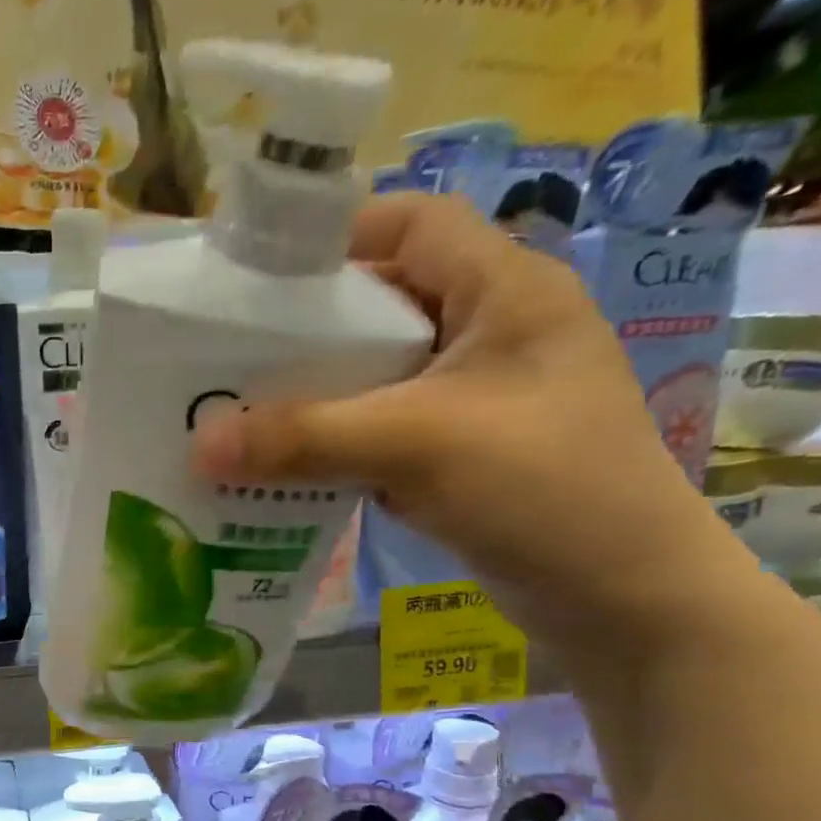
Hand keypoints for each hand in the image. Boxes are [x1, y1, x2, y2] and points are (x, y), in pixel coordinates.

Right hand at [190, 193, 756, 654]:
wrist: (622, 596)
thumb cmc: (542, 488)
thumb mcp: (416, 446)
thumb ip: (304, 438)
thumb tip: (198, 445)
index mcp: (504, 290)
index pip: (411, 225)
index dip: (336, 240)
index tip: (256, 284)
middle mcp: (490, 331)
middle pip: (381, 306)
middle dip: (304, 335)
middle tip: (227, 366)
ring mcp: (476, 398)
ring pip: (376, 377)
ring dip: (314, 399)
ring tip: (242, 421)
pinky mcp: (460, 453)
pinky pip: (381, 431)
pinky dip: (335, 445)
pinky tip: (286, 469)